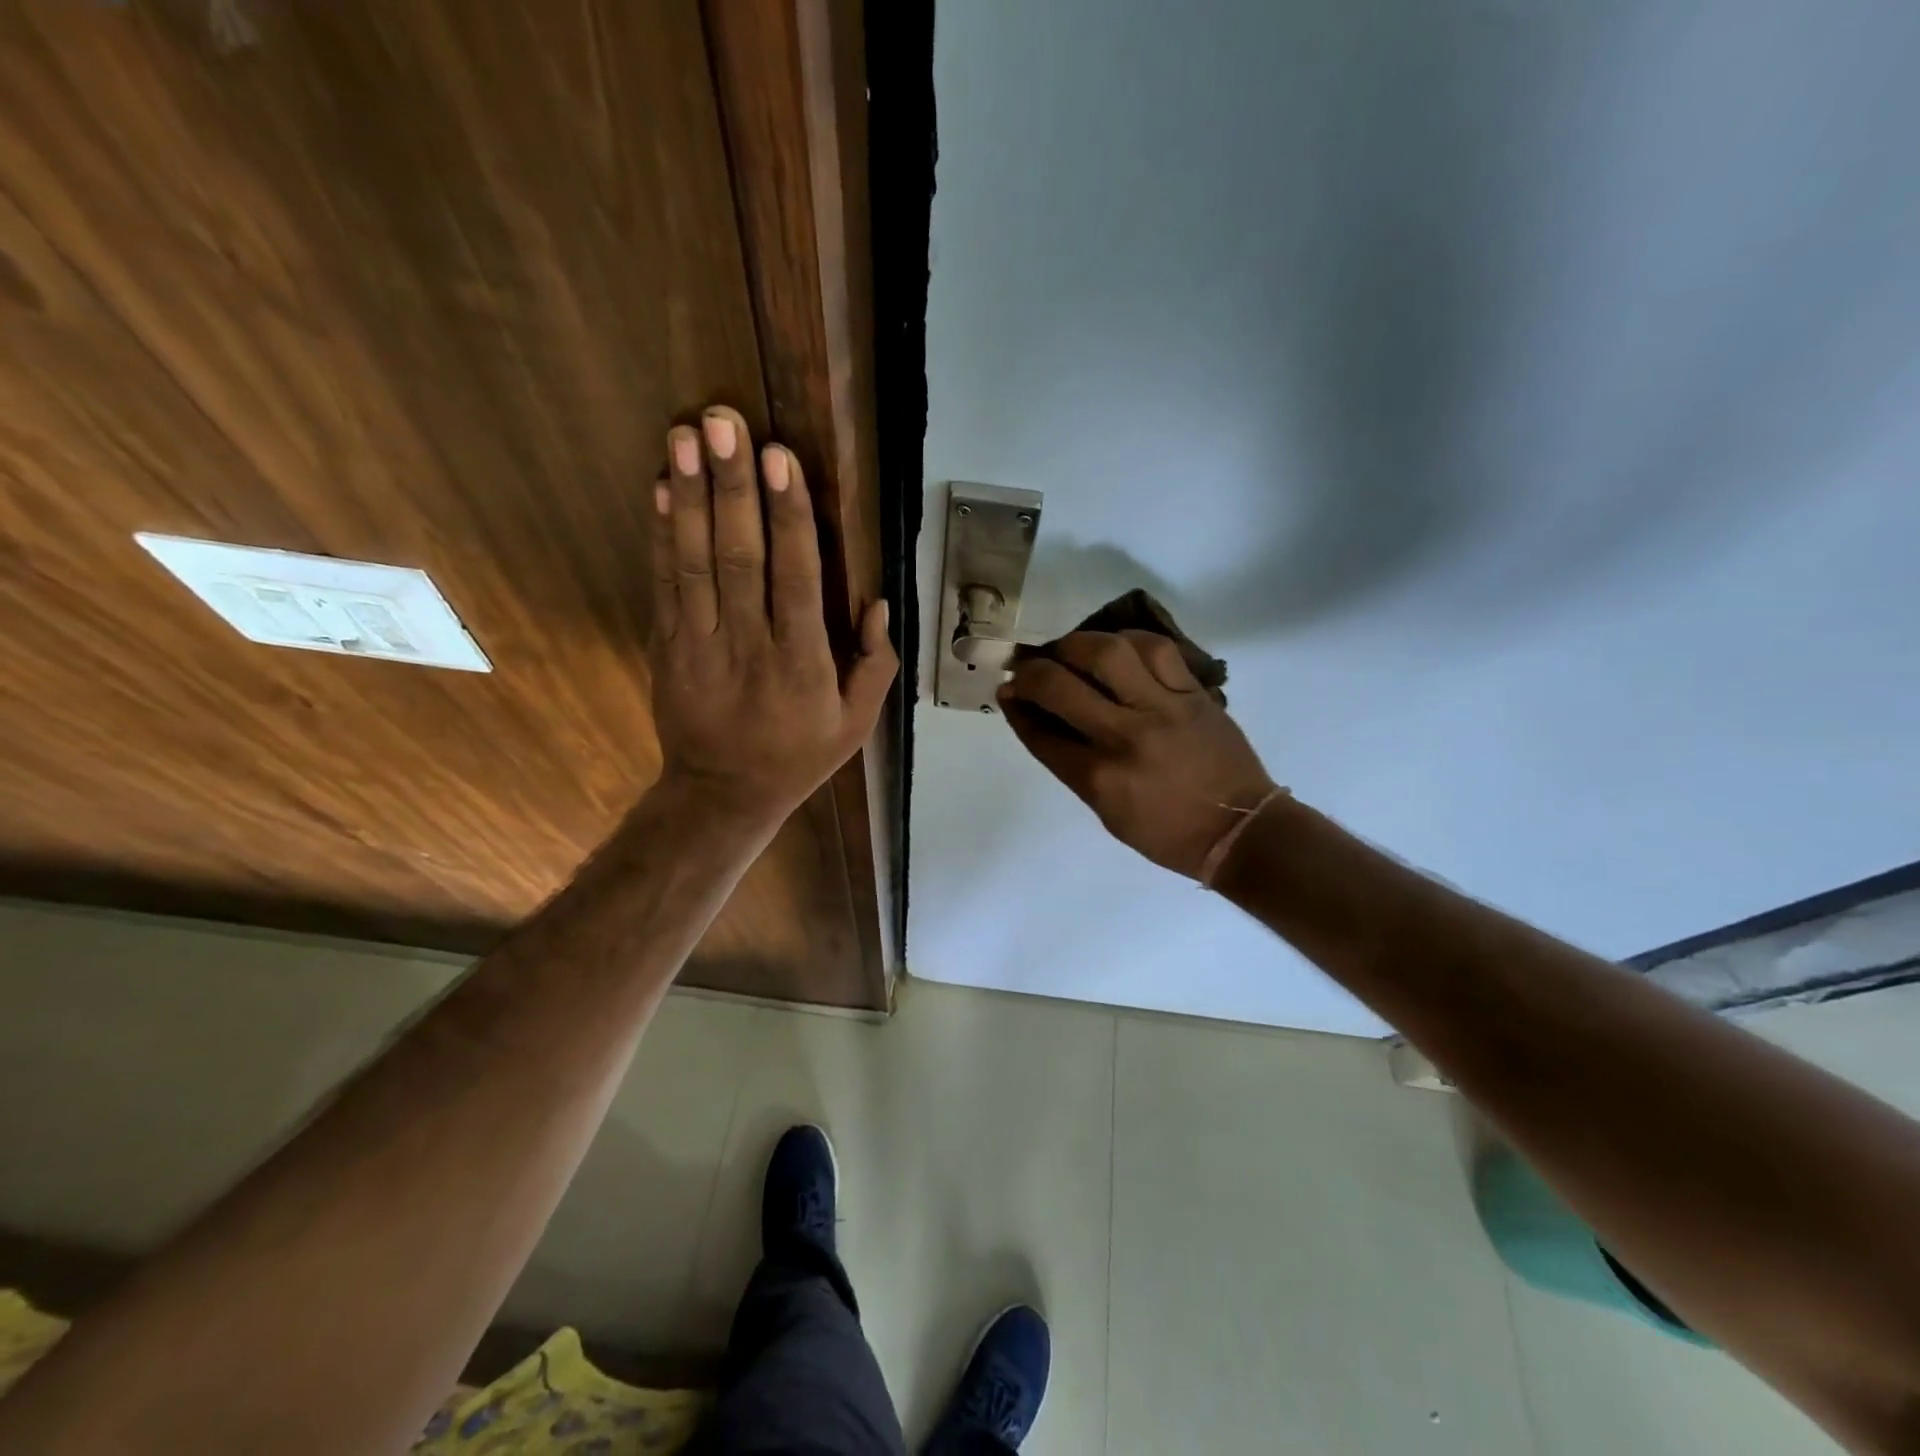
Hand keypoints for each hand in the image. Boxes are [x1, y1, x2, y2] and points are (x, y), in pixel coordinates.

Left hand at [649, 406, 895, 830]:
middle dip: (732, 486)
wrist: (722, 794)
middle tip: (724, 422)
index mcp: (802, 664)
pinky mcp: (667, 646)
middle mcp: (749, 646)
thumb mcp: (856, 724)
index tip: (780, 458)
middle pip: (739, 557)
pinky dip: (661, 534)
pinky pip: (664, 583)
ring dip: (689, 495)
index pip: (795, 579)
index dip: (788, 516)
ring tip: (685, 435)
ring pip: (694, 561)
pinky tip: (660, 487)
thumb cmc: (799, 755)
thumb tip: (878, 601)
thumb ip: (874, 664)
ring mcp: (699, 644)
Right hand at [999, 631, 1275, 878]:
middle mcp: (1126, 737)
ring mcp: (1163, 709)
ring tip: (1071, 650)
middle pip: (1061, 685)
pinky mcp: (1194, 694)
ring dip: (1077, 644)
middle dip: (1031, 670)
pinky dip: (1129, 641)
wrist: (1239, 829)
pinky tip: (1118, 647)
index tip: (1008, 691)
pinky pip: (1157, 649)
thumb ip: (1073, 765)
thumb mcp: (1107, 811)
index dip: (1016, 706)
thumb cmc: (1166, 832)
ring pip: (1109, 652)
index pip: (1040, 732)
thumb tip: (1041, 720)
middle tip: (1029, 668)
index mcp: (1100, 778)